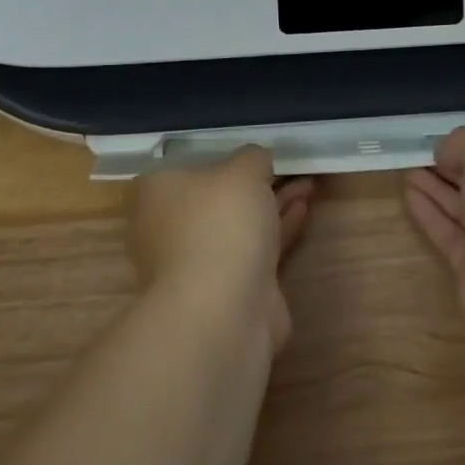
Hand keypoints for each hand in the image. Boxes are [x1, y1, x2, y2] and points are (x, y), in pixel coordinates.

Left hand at [128, 148, 314, 352]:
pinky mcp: (227, 289)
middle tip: (286, 165)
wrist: (222, 313)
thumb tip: (257, 160)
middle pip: (215, 196)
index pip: (183, 166)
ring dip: (272, 203)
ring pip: (238, 223)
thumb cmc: (219, 224)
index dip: (217, 156)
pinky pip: (255, 249)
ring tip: (307, 182)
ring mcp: (197, 262)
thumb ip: (253, 158)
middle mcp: (169, 228)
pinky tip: (303, 208)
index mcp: (156, 193)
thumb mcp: (242, 170)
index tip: (248, 152)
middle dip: (253, 182)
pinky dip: (278, 228)